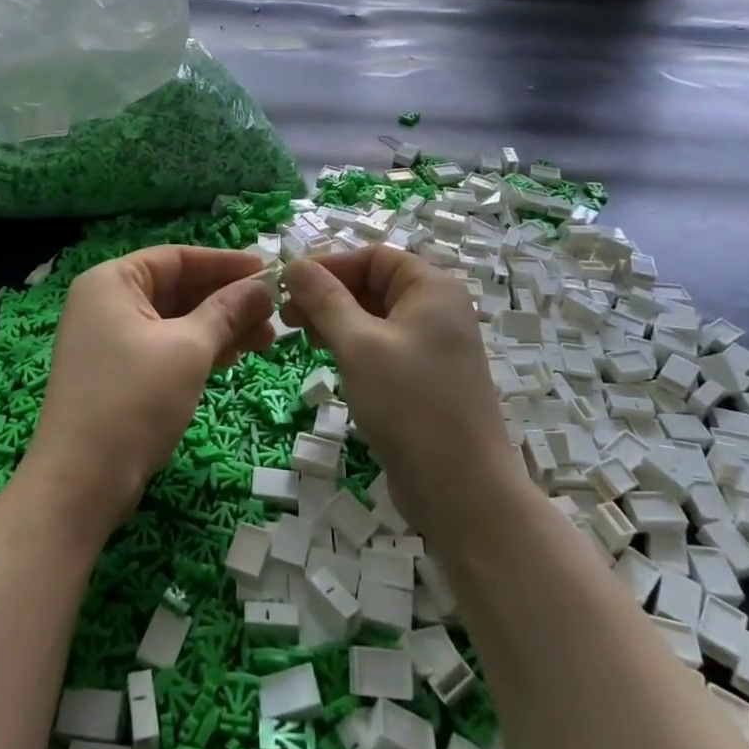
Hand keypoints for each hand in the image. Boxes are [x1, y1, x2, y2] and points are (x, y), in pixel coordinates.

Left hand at [26, 246, 275, 530]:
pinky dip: (198, 349)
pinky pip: (165, 346)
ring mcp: (109, 339)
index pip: (178, 258)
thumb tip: (263, 285)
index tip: (268, 270)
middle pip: (177, 288)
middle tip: (274, 312)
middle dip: (227, 300)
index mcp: (112, 282)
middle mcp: (106, 302)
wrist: (81, 483)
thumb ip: (227, 311)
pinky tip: (234, 357)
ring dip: (219, 327)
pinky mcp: (118, 372)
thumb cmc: (135, 400)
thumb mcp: (189, 349)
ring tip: (267, 339)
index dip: (225, 263)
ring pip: (175, 320)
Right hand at [283, 249, 516, 536]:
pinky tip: (328, 358)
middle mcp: (436, 309)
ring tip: (300, 336)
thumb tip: (294, 264)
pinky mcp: (424, 378)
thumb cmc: (410, 404)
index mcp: (431, 288)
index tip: (287, 285)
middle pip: (373, 284)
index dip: (329, 265)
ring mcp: (432, 346)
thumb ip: (325, 300)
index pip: (373, 257)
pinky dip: (351, 345)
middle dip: (327, 294)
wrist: (462, 491)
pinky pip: (381, 346)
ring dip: (335, 320)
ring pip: (373, 317)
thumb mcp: (359, 345)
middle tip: (286, 316)